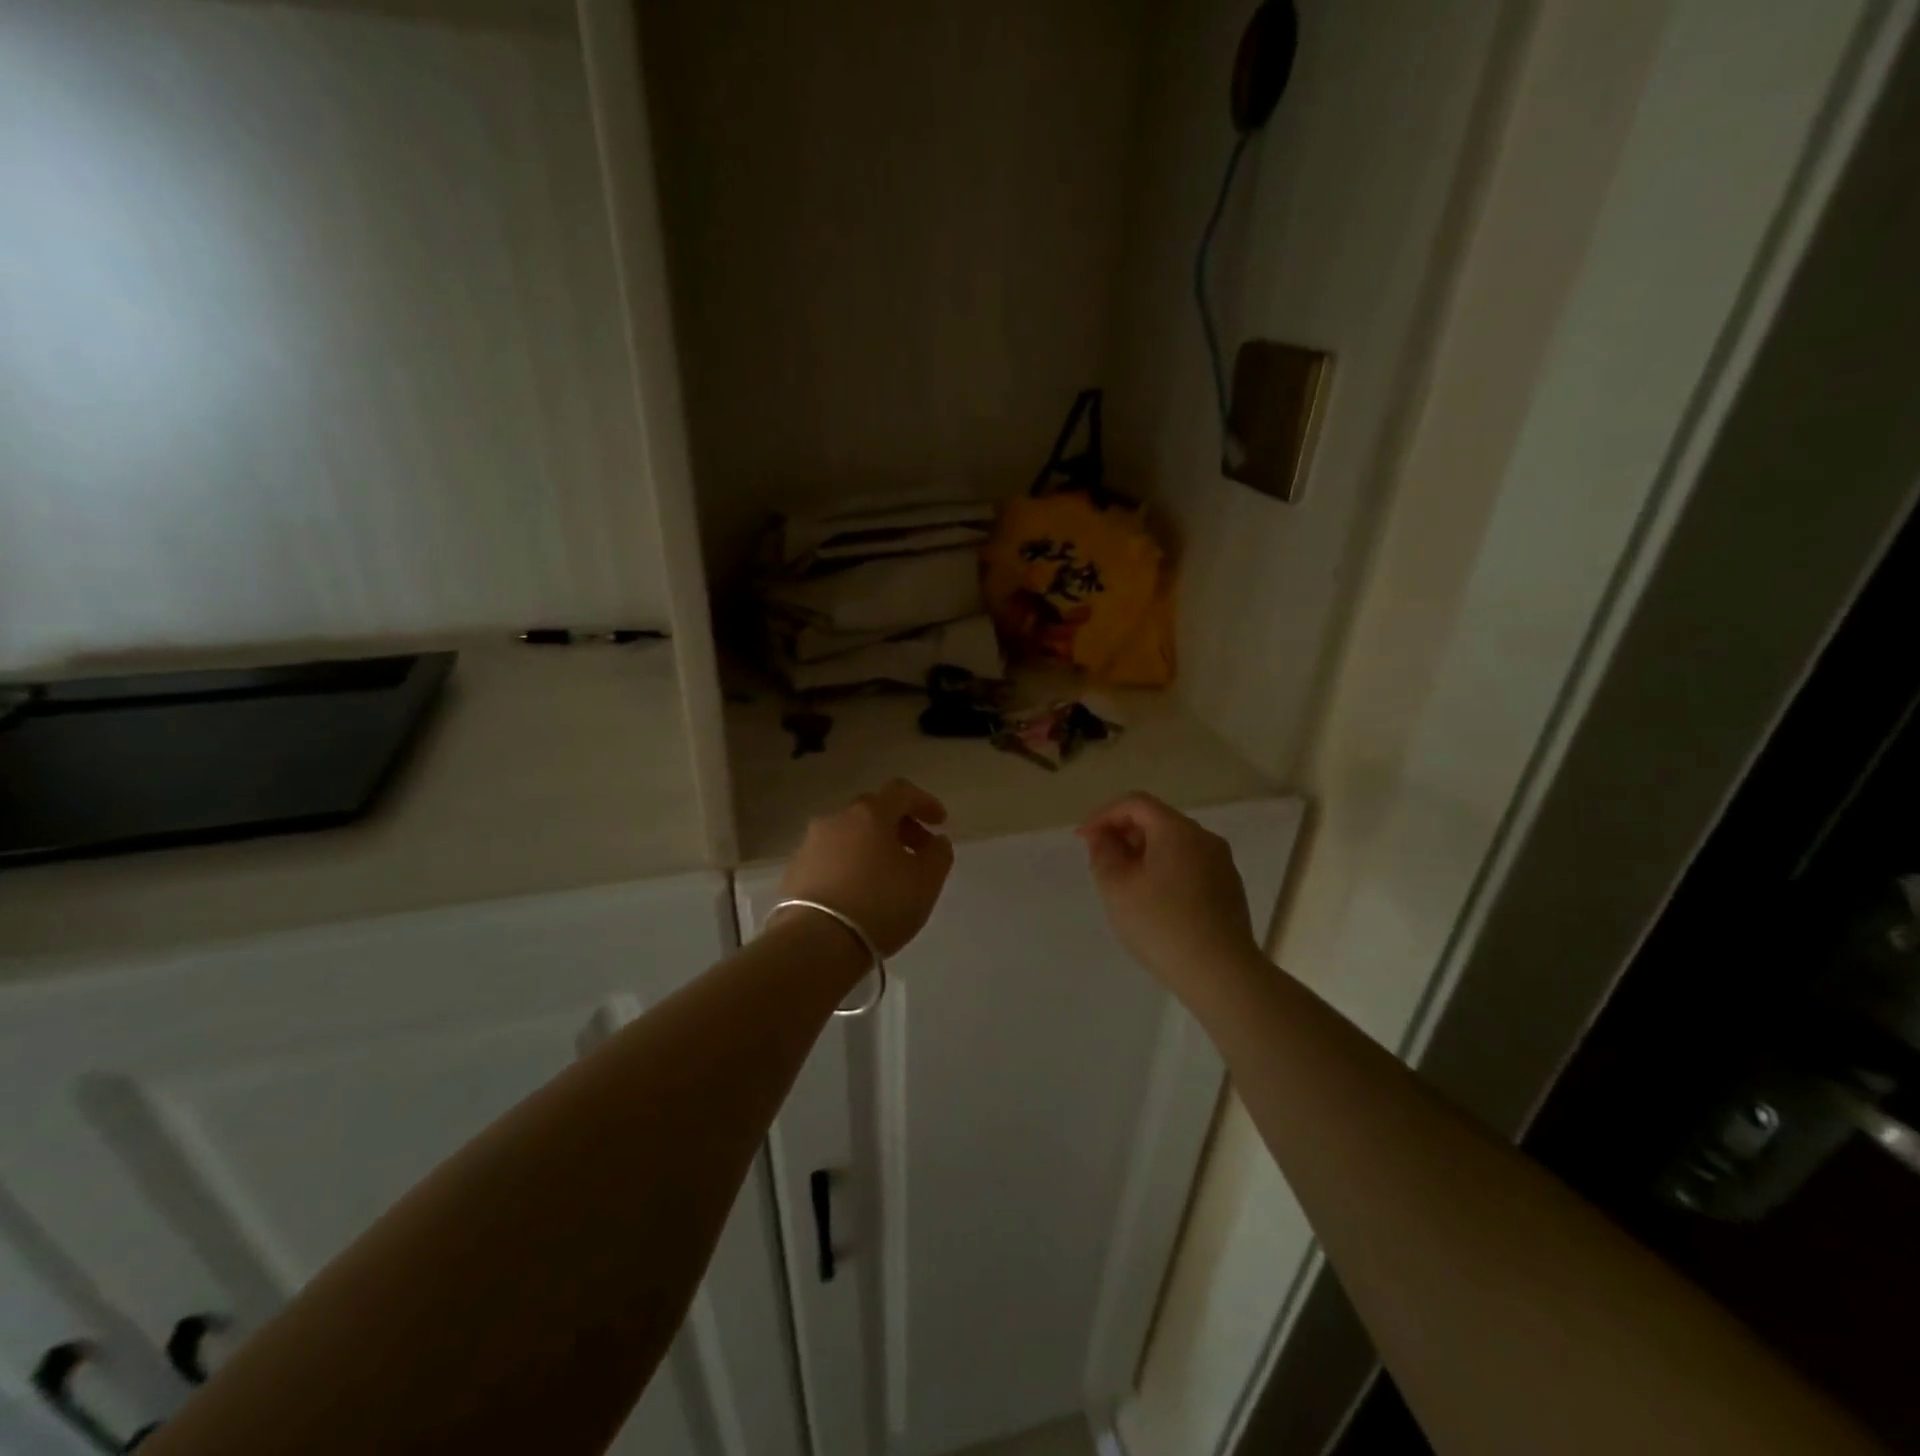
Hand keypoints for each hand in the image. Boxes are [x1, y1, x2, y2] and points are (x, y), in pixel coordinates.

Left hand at [778, 779, 954, 956]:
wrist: (815, 943)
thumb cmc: (880, 905)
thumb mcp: (926, 881)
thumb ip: (939, 854)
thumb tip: (936, 841)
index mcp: (870, 813)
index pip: (901, 791)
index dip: (924, 802)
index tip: (940, 823)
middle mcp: (837, 819)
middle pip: (873, 811)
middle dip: (899, 826)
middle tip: (916, 852)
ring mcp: (810, 844)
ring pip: (849, 834)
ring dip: (871, 846)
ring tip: (887, 877)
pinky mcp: (795, 870)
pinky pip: (830, 857)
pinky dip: (849, 865)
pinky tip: (858, 893)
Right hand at [1077, 793, 1260, 984]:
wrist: (1220, 974)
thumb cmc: (1161, 925)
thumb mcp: (1117, 888)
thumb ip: (1103, 854)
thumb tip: (1102, 837)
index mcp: (1178, 831)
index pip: (1135, 803)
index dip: (1103, 815)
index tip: (1082, 840)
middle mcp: (1204, 839)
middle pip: (1156, 821)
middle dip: (1122, 834)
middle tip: (1099, 862)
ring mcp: (1221, 864)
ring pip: (1173, 845)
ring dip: (1142, 854)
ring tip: (1122, 883)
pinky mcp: (1228, 889)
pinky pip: (1187, 865)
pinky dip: (1163, 870)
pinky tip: (1152, 901)